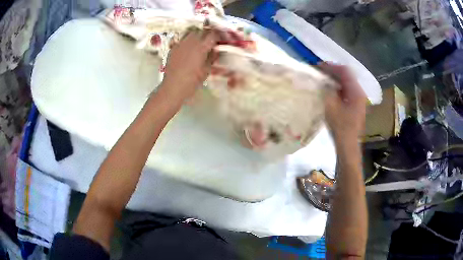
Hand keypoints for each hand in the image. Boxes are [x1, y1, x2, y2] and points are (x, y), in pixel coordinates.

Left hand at [160, 28, 219, 102]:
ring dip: (197, 36)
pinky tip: (188, 49)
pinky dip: (188, 41)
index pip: (213, 34)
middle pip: (202, 31)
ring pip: (191, 33)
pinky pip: (182, 39)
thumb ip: (212, 57)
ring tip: (199, 43)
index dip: (218, 36)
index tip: (220, 40)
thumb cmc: (192, 81)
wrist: (173, 87)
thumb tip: (216, 50)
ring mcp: (181, 44)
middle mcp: (191, 42)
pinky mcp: (173, 48)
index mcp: (201, 47)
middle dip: (208, 35)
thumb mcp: (207, 70)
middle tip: (211, 42)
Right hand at [320, 63, 366, 141]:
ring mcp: (359, 100)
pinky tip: (330, 91)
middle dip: (333, 72)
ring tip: (323, 80)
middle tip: (319, 72)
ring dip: (335, 80)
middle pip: (347, 76)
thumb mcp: (331, 106)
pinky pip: (347, 91)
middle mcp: (360, 93)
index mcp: (356, 92)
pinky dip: (338, 88)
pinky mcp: (356, 106)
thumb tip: (322, 80)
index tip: (319, 66)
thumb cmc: (340, 127)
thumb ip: (327, 90)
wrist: (348, 144)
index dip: (332, 66)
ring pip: (347, 83)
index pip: (345, 71)